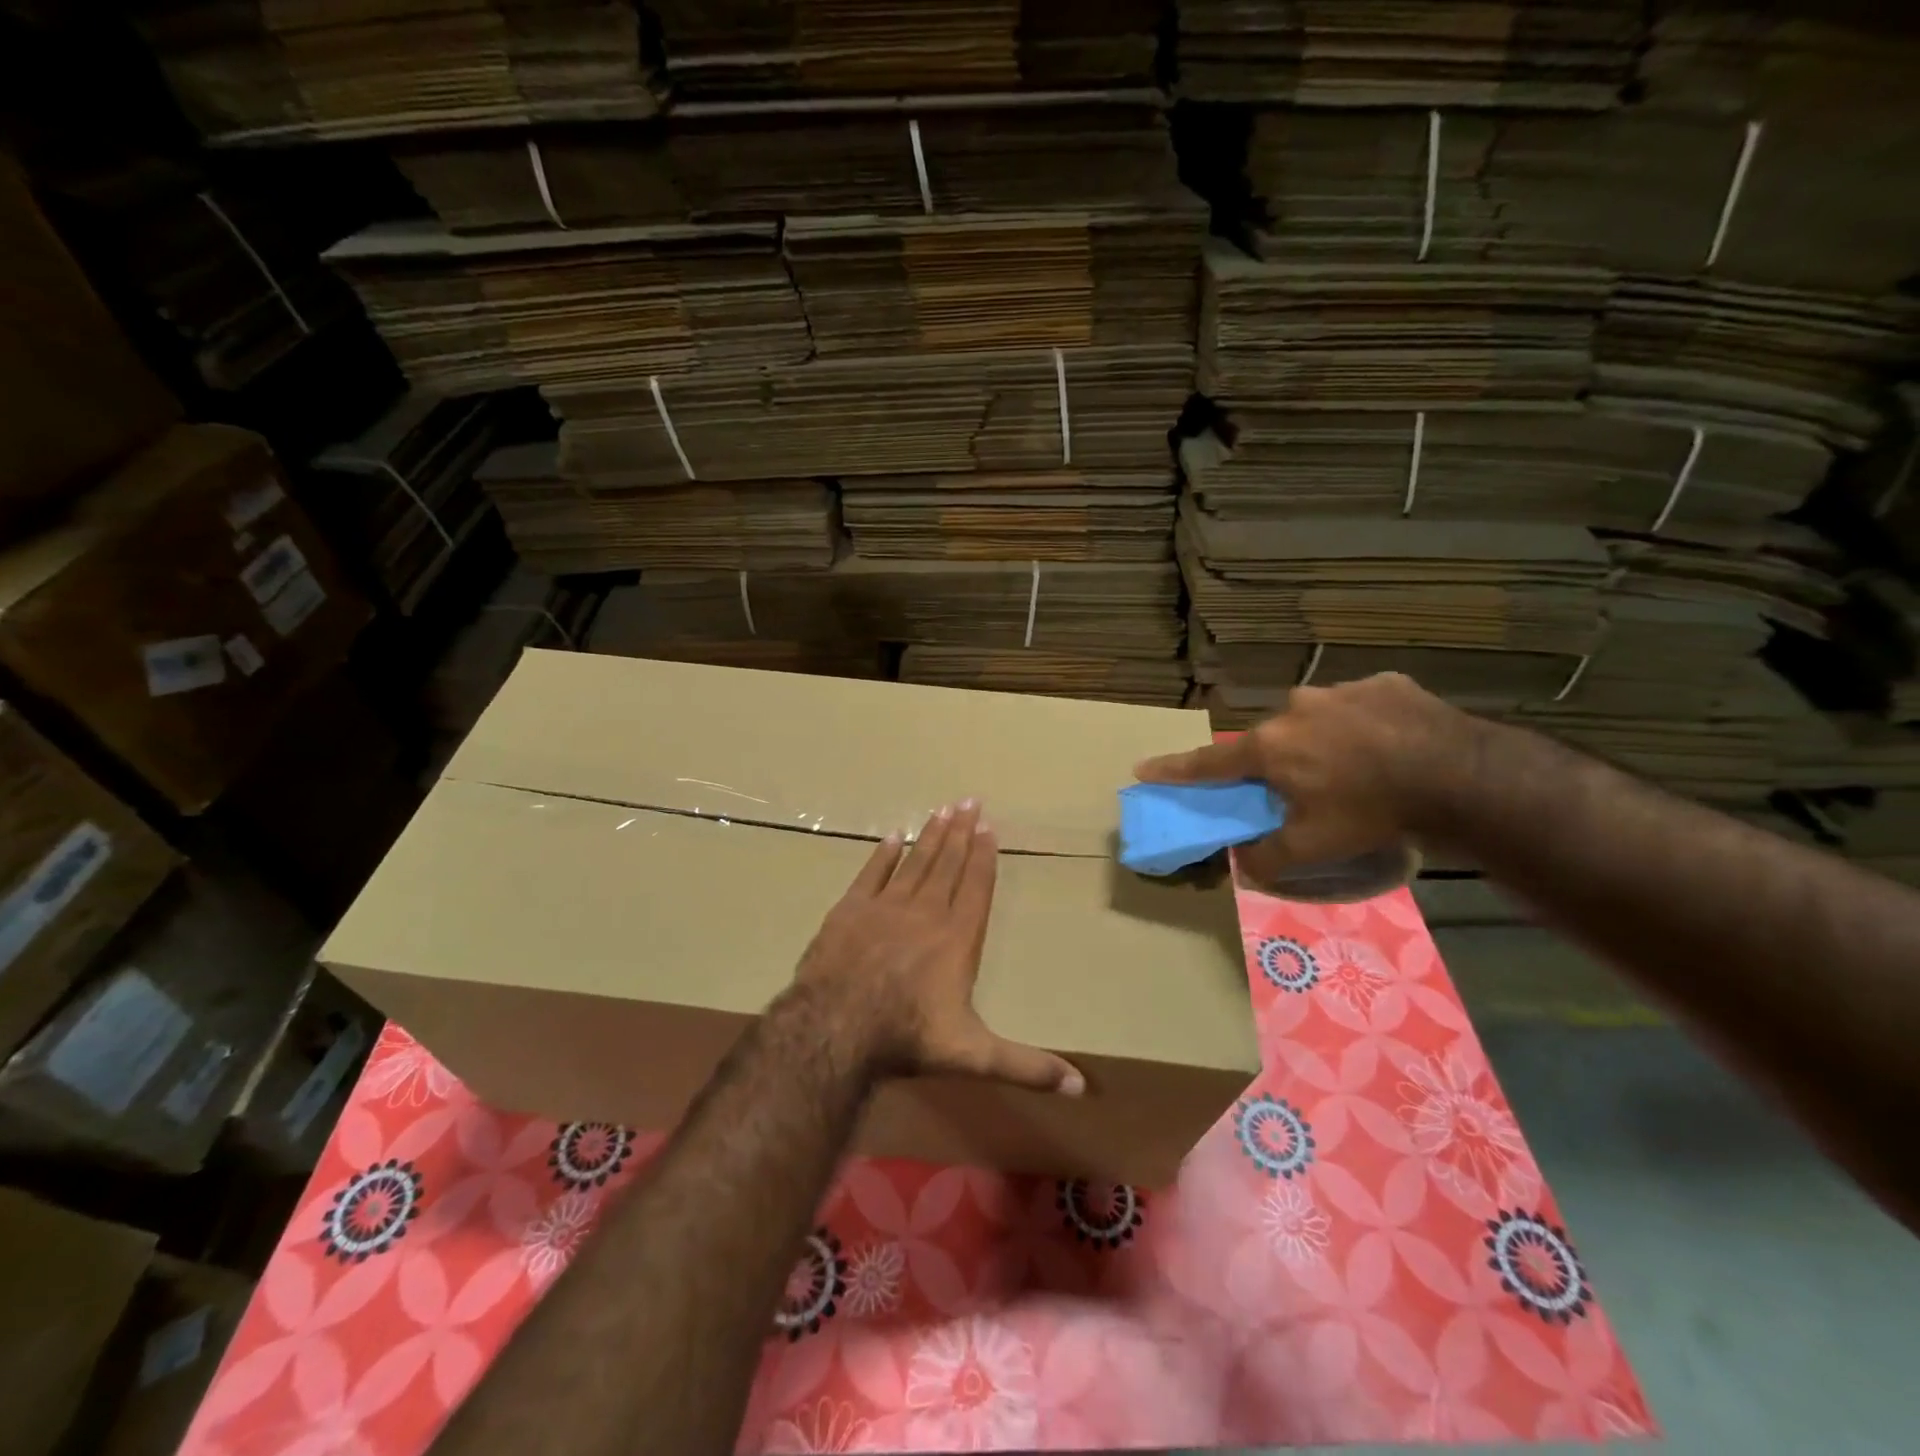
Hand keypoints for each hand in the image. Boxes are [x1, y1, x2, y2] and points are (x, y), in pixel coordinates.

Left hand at [795, 799, 1084, 1095]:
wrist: (835, 1027)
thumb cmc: (908, 1036)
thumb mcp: (974, 1055)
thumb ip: (1026, 1066)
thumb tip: (1083, 1088)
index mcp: (957, 938)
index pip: (976, 887)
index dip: (983, 856)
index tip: (988, 826)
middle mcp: (926, 913)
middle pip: (947, 865)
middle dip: (960, 832)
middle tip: (969, 800)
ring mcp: (885, 907)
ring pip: (914, 863)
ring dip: (930, 835)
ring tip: (942, 809)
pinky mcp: (850, 910)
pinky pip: (871, 874)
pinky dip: (883, 855)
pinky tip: (892, 836)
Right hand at [1133, 673, 1476, 883]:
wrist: (1459, 775)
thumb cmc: (1372, 812)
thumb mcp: (1315, 848)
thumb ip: (1269, 858)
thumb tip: (1243, 864)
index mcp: (1271, 747)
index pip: (1210, 763)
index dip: (1174, 769)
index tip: (1143, 768)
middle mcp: (1295, 709)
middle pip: (1272, 740)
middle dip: (1279, 762)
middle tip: (1307, 788)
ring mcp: (1341, 690)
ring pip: (1317, 719)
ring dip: (1325, 741)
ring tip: (1360, 769)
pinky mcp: (1385, 684)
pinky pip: (1362, 707)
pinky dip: (1367, 725)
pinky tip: (1393, 747)